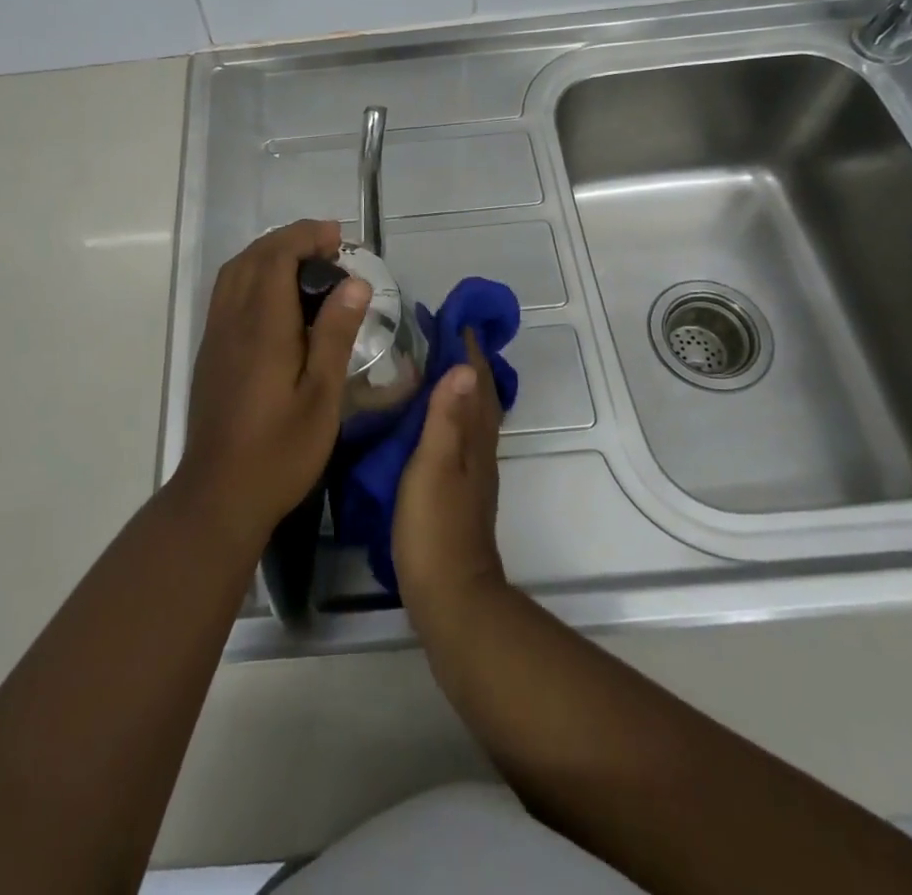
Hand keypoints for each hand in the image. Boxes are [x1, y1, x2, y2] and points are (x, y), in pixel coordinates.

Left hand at [177, 219, 370, 549]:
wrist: (219, 494)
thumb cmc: (280, 450)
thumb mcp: (322, 396)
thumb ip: (335, 334)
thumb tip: (355, 283)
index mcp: (262, 326)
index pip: (276, 256)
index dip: (306, 237)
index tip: (339, 238)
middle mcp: (232, 320)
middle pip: (253, 257)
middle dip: (290, 239)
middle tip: (329, 247)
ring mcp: (215, 336)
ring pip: (235, 272)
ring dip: (267, 254)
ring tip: (305, 263)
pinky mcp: (210, 352)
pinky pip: (227, 293)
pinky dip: (252, 275)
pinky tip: (276, 297)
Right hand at [393, 330, 508, 621]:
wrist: (450, 595)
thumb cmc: (436, 527)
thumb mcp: (434, 467)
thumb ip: (445, 419)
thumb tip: (463, 366)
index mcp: (474, 439)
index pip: (477, 381)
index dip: (469, 349)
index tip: (455, 317)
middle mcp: (479, 449)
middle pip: (480, 395)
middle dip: (467, 362)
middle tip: (441, 334)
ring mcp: (471, 471)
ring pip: (471, 416)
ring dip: (460, 386)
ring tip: (433, 366)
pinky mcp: (459, 490)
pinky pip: (459, 435)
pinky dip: (450, 414)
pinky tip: (430, 419)